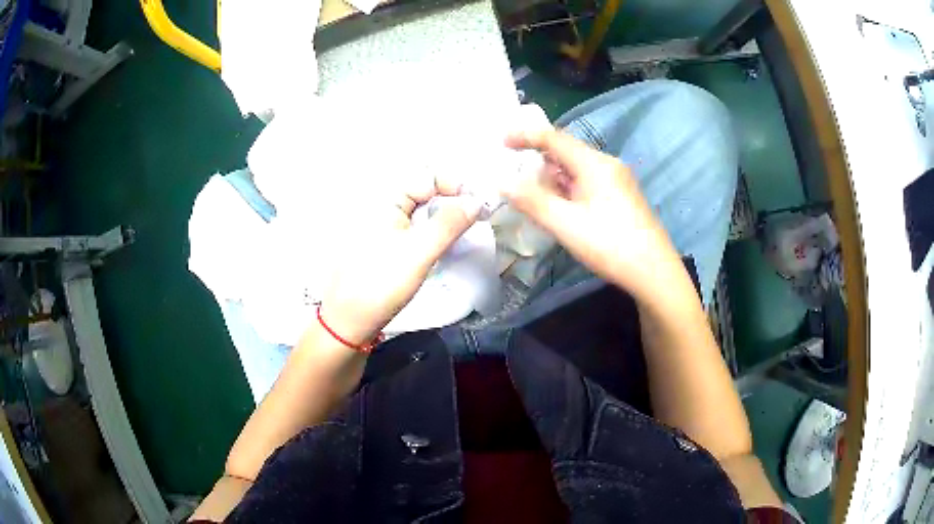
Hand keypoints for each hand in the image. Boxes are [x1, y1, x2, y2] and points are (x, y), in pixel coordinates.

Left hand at [317, 176, 480, 347]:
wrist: (349, 322)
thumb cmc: (380, 284)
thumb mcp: (418, 252)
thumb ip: (449, 224)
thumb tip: (478, 200)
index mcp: (385, 199)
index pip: (427, 176)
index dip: (455, 185)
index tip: (480, 203)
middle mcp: (385, 206)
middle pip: (426, 190)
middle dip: (454, 198)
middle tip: (481, 214)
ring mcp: (387, 226)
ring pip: (424, 210)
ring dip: (448, 214)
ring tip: (471, 225)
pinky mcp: (391, 245)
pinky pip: (418, 227)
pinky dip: (437, 229)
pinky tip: (450, 240)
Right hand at [502, 129, 680, 298]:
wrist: (654, 273)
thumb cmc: (610, 245)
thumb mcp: (565, 224)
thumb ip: (532, 201)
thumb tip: (503, 182)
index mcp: (594, 163)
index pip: (554, 138)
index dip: (526, 136)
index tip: (502, 142)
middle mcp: (607, 165)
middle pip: (566, 152)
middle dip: (539, 161)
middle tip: (516, 178)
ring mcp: (618, 181)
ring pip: (577, 170)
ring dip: (554, 179)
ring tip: (535, 199)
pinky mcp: (622, 197)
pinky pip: (588, 183)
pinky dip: (569, 190)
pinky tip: (563, 210)